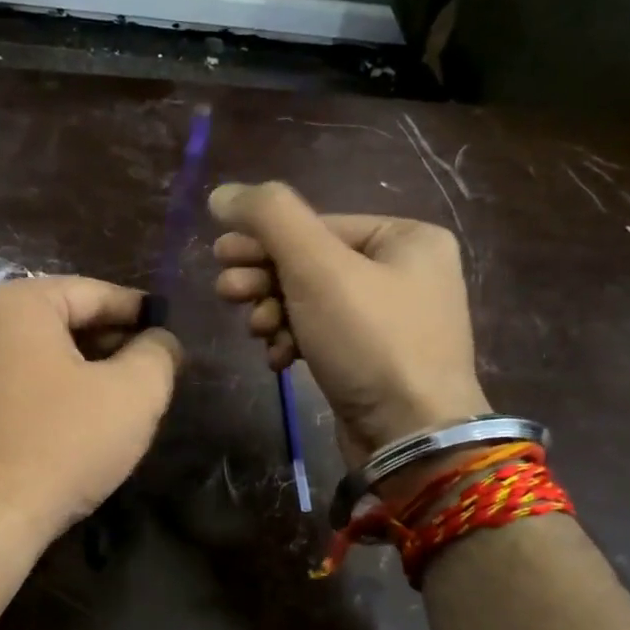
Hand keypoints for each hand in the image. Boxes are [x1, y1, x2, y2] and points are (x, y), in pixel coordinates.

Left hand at [0, 276, 181, 629]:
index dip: (140, 311)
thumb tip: (161, 339)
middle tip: (151, 367)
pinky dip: (52, 387)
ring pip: (40, 350)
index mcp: (16, 302)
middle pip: (63, 318)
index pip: (94, 292)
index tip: (170, 330)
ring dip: (84, 367)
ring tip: (122, 393)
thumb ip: (158, 353)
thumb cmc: (60, 447)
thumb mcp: (132, 395)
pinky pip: (17, 377)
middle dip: (111, 340)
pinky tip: (78, 416)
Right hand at [210, 182, 489, 465]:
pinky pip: (322, 336)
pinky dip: (294, 343)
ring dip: (274, 313)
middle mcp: (404, 272)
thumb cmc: (370, 341)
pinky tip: (279, 360)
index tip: (219, 257)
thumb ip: (269, 218)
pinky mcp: (372, 360)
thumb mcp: (317, 267)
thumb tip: (223, 192)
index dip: (262, 239)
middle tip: (227, 292)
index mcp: (406, 237)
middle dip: (264, 279)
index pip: (316, 225)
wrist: (410, 437)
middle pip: (311, 263)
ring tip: (258, 331)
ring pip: (310, 302)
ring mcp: (390, 320)